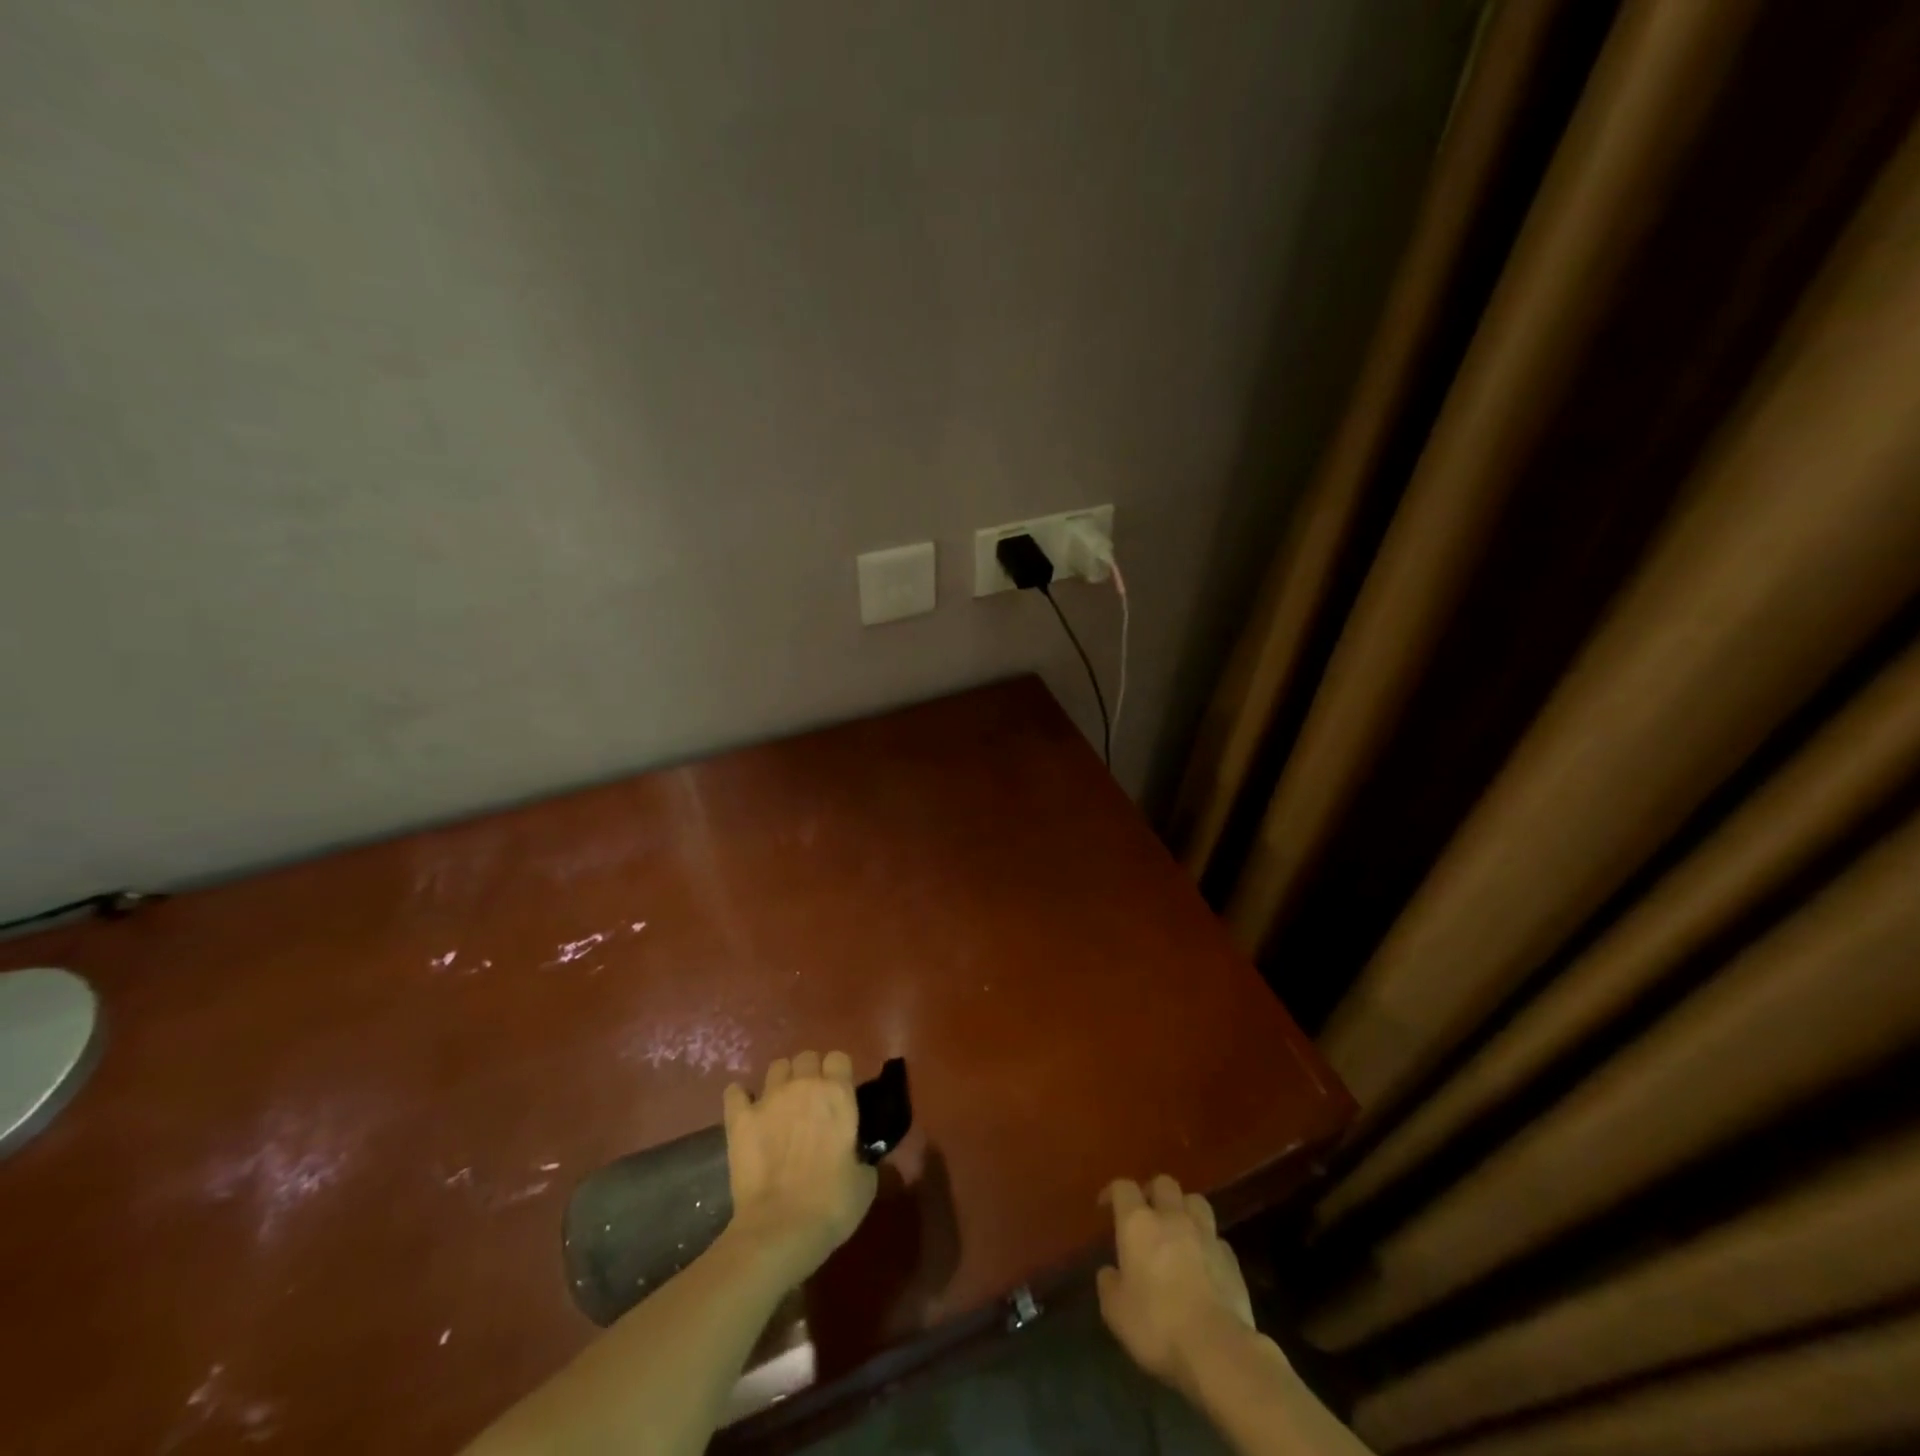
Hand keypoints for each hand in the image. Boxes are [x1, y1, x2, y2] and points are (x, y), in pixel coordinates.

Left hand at [722, 1051, 877, 1280]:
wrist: (780, 1229)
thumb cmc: (832, 1204)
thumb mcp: (865, 1181)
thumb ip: (862, 1155)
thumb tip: (857, 1154)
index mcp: (838, 1094)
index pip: (839, 1058)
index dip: (839, 1073)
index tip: (839, 1093)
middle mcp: (804, 1086)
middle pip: (806, 1057)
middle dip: (809, 1073)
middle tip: (811, 1101)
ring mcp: (768, 1099)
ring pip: (776, 1067)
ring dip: (781, 1081)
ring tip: (781, 1104)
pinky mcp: (739, 1120)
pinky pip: (735, 1092)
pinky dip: (741, 1098)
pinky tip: (745, 1110)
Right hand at [1096, 1175, 1255, 1397]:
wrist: (1217, 1349)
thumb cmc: (1157, 1326)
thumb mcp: (1116, 1312)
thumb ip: (1109, 1284)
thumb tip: (1109, 1272)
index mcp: (1138, 1223)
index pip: (1123, 1187)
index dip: (1113, 1192)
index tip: (1106, 1207)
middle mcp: (1172, 1217)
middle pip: (1163, 1183)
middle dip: (1153, 1193)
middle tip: (1146, 1214)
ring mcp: (1205, 1235)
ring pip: (1195, 1201)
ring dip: (1184, 1209)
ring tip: (1178, 1230)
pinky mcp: (1231, 1259)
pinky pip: (1216, 1238)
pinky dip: (1207, 1244)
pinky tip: (1203, 1263)